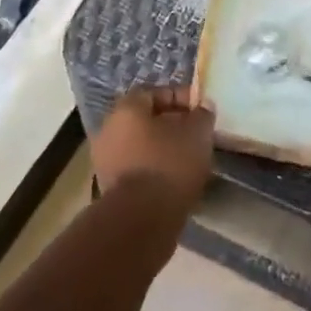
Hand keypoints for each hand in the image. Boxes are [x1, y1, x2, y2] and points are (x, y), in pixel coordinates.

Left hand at [91, 85, 215, 211]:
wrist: (142, 218)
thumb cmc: (170, 163)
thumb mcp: (197, 133)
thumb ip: (202, 115)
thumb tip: (203, 106)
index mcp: (126, 110)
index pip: (153, 93)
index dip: (180, 97)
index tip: (201, 109)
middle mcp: (109, 130)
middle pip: (145, 120)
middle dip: (172, 124)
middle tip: (196, 134)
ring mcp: (106, 160)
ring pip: (141, 145)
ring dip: (163, 148)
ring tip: (190, 158)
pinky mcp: (110, 187)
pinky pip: (137, 168)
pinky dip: (155, 169)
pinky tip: (176, 179)